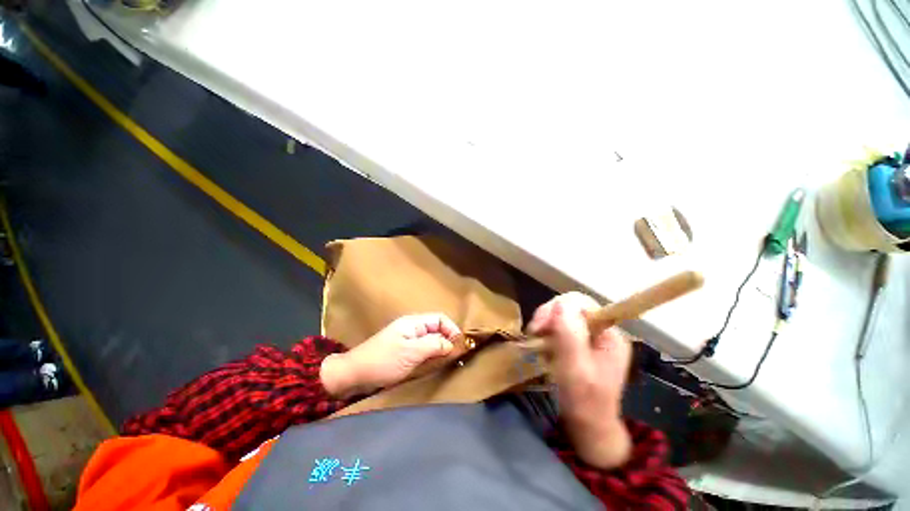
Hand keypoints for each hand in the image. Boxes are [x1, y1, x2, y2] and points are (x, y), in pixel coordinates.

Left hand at [320, 314, 460, 397]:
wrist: (354, 374)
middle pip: (437, 329)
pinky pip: (423, 349)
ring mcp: (408, 339)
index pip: (440, 318)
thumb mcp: (411, 353)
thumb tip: (452, 343)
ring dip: (440, 349)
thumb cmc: (383, 361)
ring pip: (431, 340)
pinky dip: (431, 355)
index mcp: (414, 322)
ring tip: (448, 361)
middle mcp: (412, 327)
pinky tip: (434, 364)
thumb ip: (434, 345)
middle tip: (456, 356)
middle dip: (448, 340)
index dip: (452, 329)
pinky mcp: (404, 351)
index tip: (460, 345)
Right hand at [528, 292, 632, 468]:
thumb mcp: (576, 370)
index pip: (582, 304)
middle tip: (534, 333)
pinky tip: (543, 348)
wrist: (588, 428)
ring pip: (561, 316)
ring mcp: (589, 337)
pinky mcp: (577, 344)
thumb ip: (570, 335)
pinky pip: (557, 328)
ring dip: (545, 326)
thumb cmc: (584, 402)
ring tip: (538, 343)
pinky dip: (546, 334)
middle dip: (548, 316)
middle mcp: (601, 331)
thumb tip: (560, 303)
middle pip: (570, 307)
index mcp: (609, 334)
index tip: (540, 325)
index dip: (558, 308)